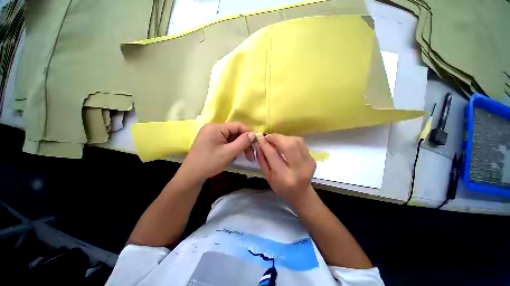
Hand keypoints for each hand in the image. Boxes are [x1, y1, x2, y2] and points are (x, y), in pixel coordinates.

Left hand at [179, 122, 255, 183]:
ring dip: (238, 147)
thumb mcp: (229, 153)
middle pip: (235, 132)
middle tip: (251, 156)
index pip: (238, 125)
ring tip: (239, 157)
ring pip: (231, 137)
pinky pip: (225, 141)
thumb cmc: (210, 163)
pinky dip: (231, 148)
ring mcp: (211, 134)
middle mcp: (213, 127)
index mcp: (216, 127)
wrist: (191, 176)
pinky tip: (232, 156)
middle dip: (243, 143)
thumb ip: (243, 142)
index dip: (248, 134)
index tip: (255, 144)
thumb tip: (254, 134)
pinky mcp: (210, 140)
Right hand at [255, 134, 315, 205]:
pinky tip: (285, 143)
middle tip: (268, 137)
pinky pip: (301, 143)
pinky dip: (291, 139)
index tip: (259, 137)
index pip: (273, 154)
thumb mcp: (267, 176)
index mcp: (284, 177)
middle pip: (288, 145)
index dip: (265, 143)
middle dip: (276, 137)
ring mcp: (308, 163)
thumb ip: (262, 160)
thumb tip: (259, 144)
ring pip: (296, 141)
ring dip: (283, 137)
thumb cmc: (281, 187)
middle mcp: (298, 169)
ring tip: (276, 140)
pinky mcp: (312, 159)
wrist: (301, 192)